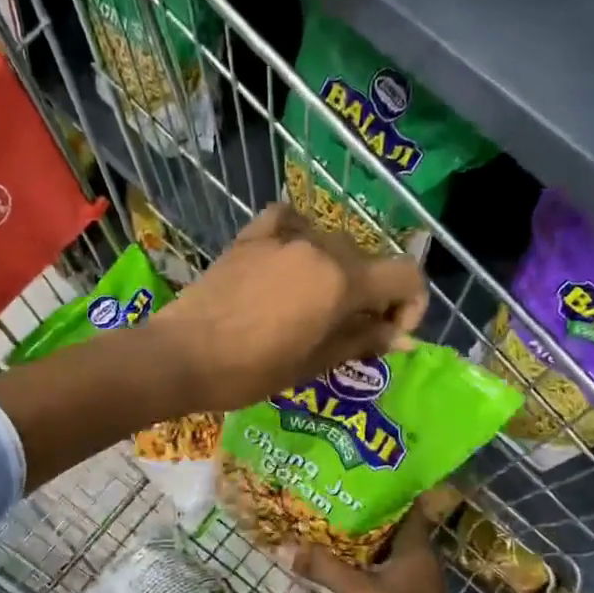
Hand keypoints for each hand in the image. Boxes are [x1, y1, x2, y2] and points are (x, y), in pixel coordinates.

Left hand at [149, 204, 427, 413]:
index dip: (412, 306)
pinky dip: (301, 236)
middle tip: (349, 332)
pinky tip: (291, 257)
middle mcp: (321, 247)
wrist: (181, 356)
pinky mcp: (252, 235)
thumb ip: (362, 342)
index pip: (406, 276)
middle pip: (369, 262)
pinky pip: (291, 221)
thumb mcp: (313, 364)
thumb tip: (400, 338)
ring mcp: (284, 236)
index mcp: (342, 281)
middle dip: (372, 297)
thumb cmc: (250, 371)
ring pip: (333, 243)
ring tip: (314, 305)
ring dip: (338, 273)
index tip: (391, 335)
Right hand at [294, 509, 519, 592]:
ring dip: (361, 543)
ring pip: (384, 551)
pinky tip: (339, 566)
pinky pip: (383, 572)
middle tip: (331, 503)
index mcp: (415, 545)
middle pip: (390, 527)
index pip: (404, 505)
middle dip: (362, 516)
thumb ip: (326, 569)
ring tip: (328, 530)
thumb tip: (290, 549)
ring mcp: (415, 579)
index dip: (383, 491)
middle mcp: (419, 557)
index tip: (355, 480)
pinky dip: (364, 566)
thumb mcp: (360, 592)